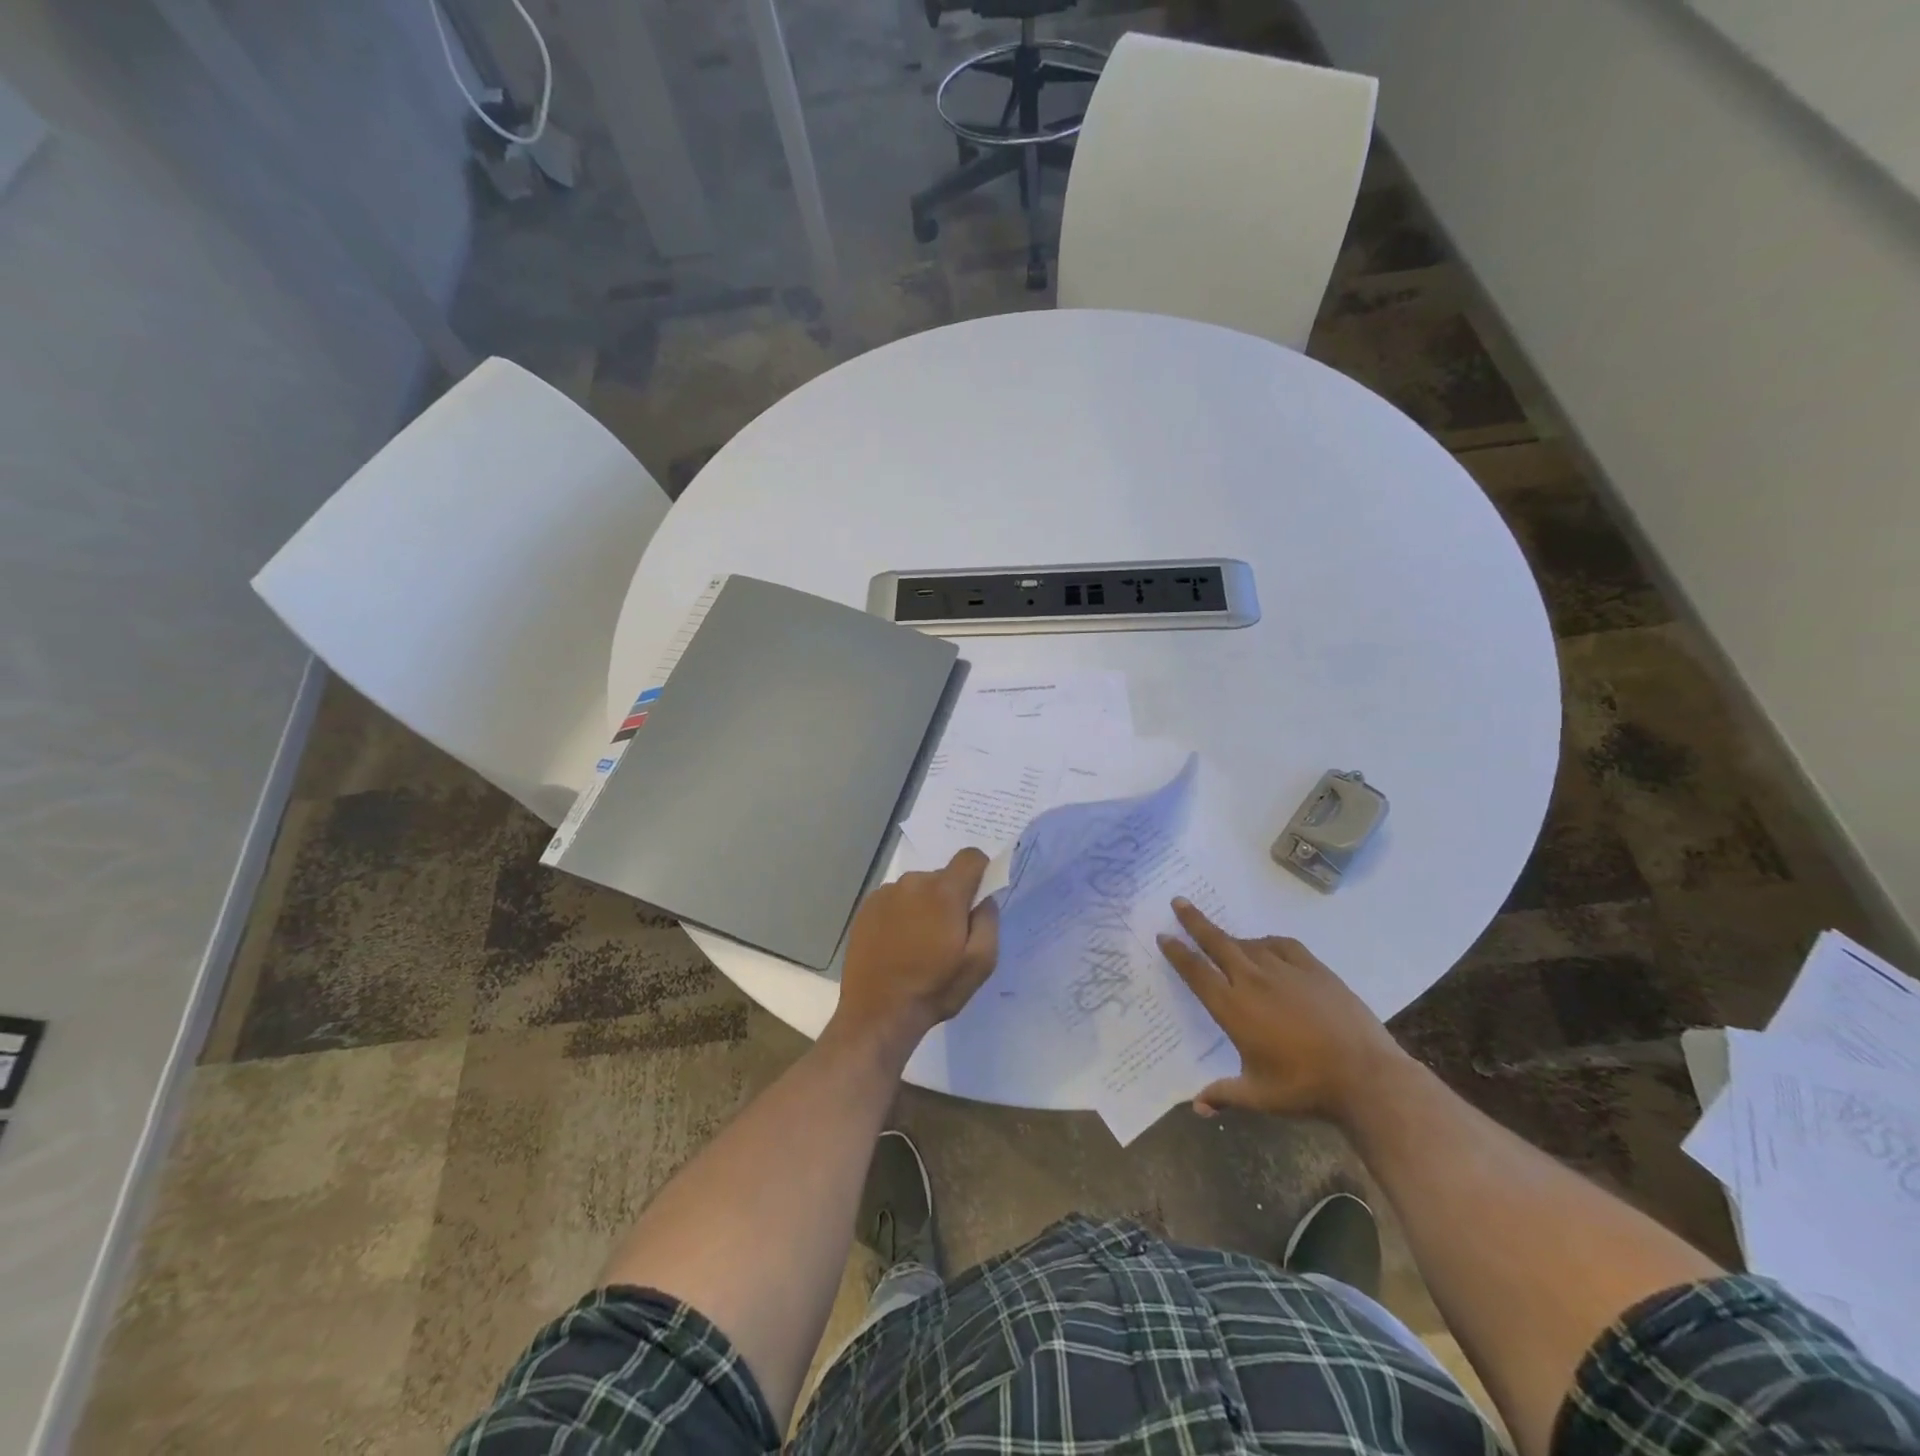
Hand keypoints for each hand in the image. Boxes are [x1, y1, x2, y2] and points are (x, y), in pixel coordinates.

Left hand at [833, 849, 999, 1051]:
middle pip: (943, 876)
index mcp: (944, 892)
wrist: (878, 1013)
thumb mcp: (980, 963)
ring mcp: (885, 893)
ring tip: (919, 945)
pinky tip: (897, 946)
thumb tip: (983, 898)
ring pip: (918, 889)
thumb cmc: (934, 988)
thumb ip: (988, 920)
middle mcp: (913, 882)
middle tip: (947, 935)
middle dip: (951, 898)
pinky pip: (895, 900)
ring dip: (924, 906)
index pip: (971, 857)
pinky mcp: (866, 907)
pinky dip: (901, 914)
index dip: (981, 872)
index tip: (977, 900)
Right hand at [1157, 898, 1405, 1123]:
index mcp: (1233, 1008)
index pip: (1195, 972)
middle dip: (1194, 921)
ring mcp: (1285, 970)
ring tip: (1224, 939)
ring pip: (1249, 944)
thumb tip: (1196, 1106)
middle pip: (1216, 942)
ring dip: (1231, 939)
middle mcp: (1253, 980)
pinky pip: (1282, 945)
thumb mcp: (1259, 1096)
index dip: (1177, 952)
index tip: (1163, 935)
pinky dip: (1267, 942)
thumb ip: (1224, 1095)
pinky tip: (1266, 946)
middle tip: (1178, 901)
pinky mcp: (1314, 969)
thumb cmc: (1305, 1087)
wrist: (1366, 1076)